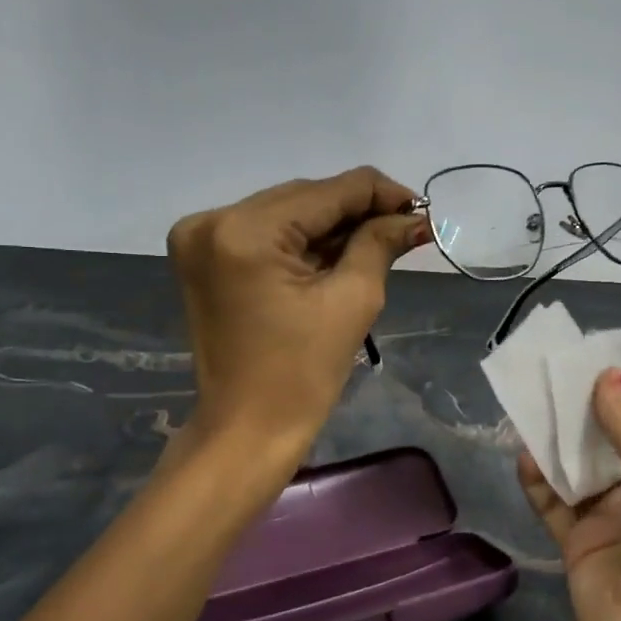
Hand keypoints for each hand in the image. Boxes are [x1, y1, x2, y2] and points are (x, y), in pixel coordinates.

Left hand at [168, 167, 428, 451]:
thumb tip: (414, 217)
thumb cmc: (303, 375)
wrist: (247, 430)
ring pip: (285, 212)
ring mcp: (200, 238)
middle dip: (356, 211)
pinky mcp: (201, 257)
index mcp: (246, 231)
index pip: (328, 190)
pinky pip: (264, 233)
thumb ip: (380, 243)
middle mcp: (212, 220)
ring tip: (375, 243)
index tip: (420, 211)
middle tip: (403, 230)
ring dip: (330, 226)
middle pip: (304, 197)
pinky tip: (334, 255)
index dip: (381, 194)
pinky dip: (300, 241)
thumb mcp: (352, 300)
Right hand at [517, 370, 620, 620]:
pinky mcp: (578, 541)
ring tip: (530, 405)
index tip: (599, 358)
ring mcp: (610, 516)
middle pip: (613, 436)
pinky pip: (554, 503)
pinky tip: (522, 457)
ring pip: (579, 467)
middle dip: (587, 406)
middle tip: (553, 375)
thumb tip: (608, 375)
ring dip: (557, 440)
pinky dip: (538, 481)